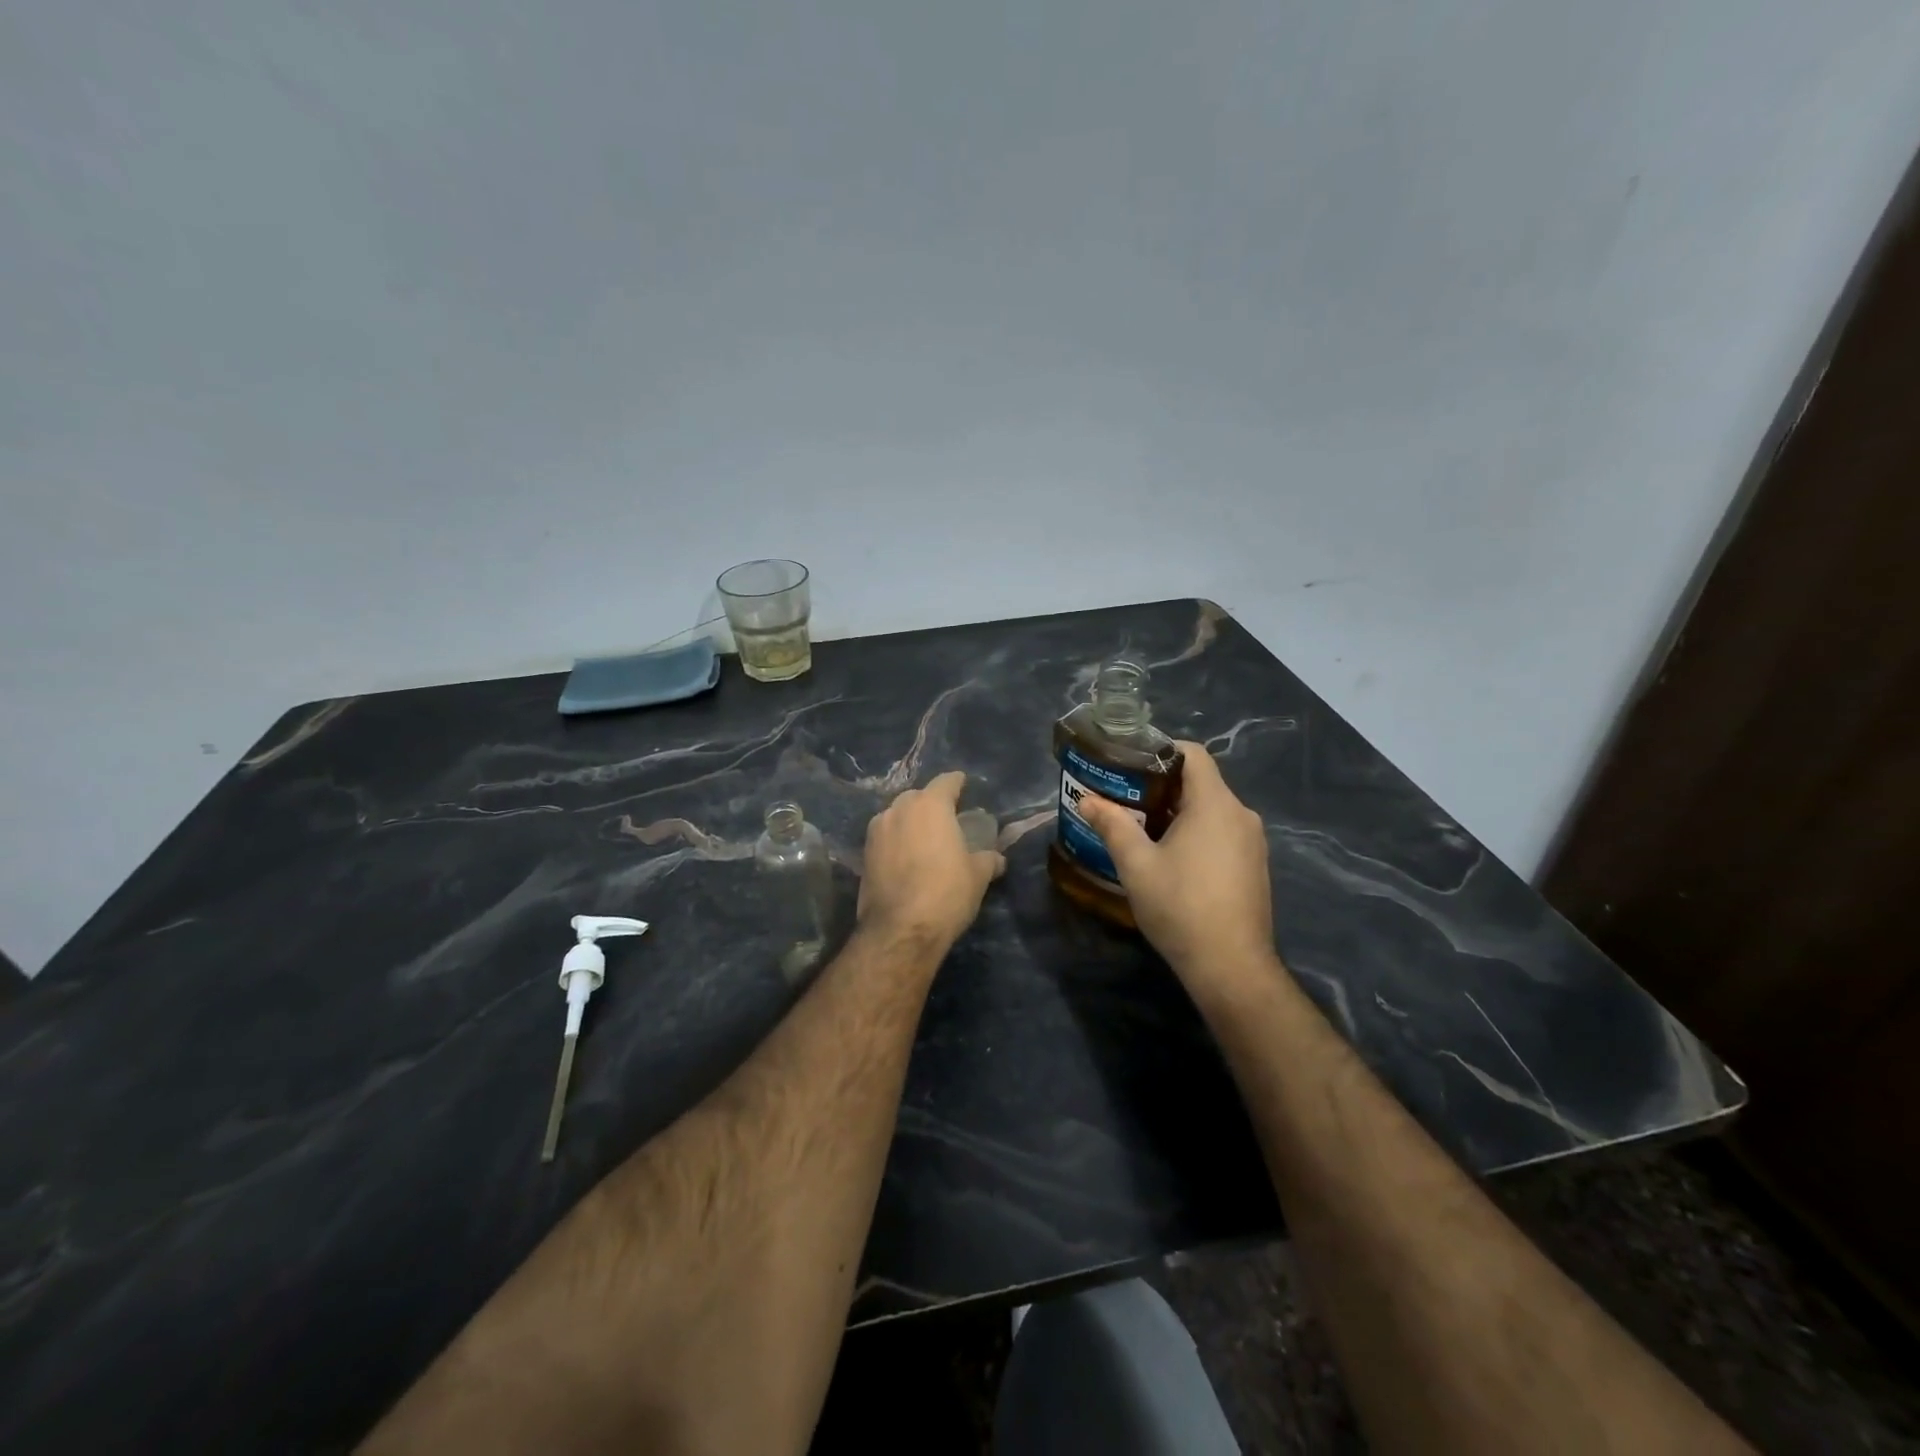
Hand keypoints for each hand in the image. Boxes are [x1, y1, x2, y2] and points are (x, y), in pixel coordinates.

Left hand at [858, 771, 1006, 947]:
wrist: (899, 931)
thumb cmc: (946, 893)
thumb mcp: (977, 876)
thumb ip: (987, 859)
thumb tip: (997, 858)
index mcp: (930, 805)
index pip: (946, 782)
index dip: (957, 783)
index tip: (963, 785)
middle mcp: (899, 809)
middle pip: (918, 796)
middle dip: (931, 803)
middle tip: (946, 819)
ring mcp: (877, 831)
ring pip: (897, 815)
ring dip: (910, 821)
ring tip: (924, 839)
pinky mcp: (864, 854)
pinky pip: (885, 836)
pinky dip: (896, 841)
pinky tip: (906, 857)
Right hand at [1073, 742, 1275, 983]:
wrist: (1231, 966)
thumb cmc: (1180, 907)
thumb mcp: (1136, 864)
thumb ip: (1112, 825)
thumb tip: (1087, 799)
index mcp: (1215, 804)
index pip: (1193, 754)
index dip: (1161, 751)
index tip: (1130, 764)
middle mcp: (1241, 814)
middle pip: (1201, 782)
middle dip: (1162, 786)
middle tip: (1124, 798)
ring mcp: (1253, 842)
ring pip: (1212, 810)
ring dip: (1178, 812)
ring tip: (1141, 828)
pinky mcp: (1255, 866)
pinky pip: (1223, 833)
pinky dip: (1197, 833)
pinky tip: (1171, 858)